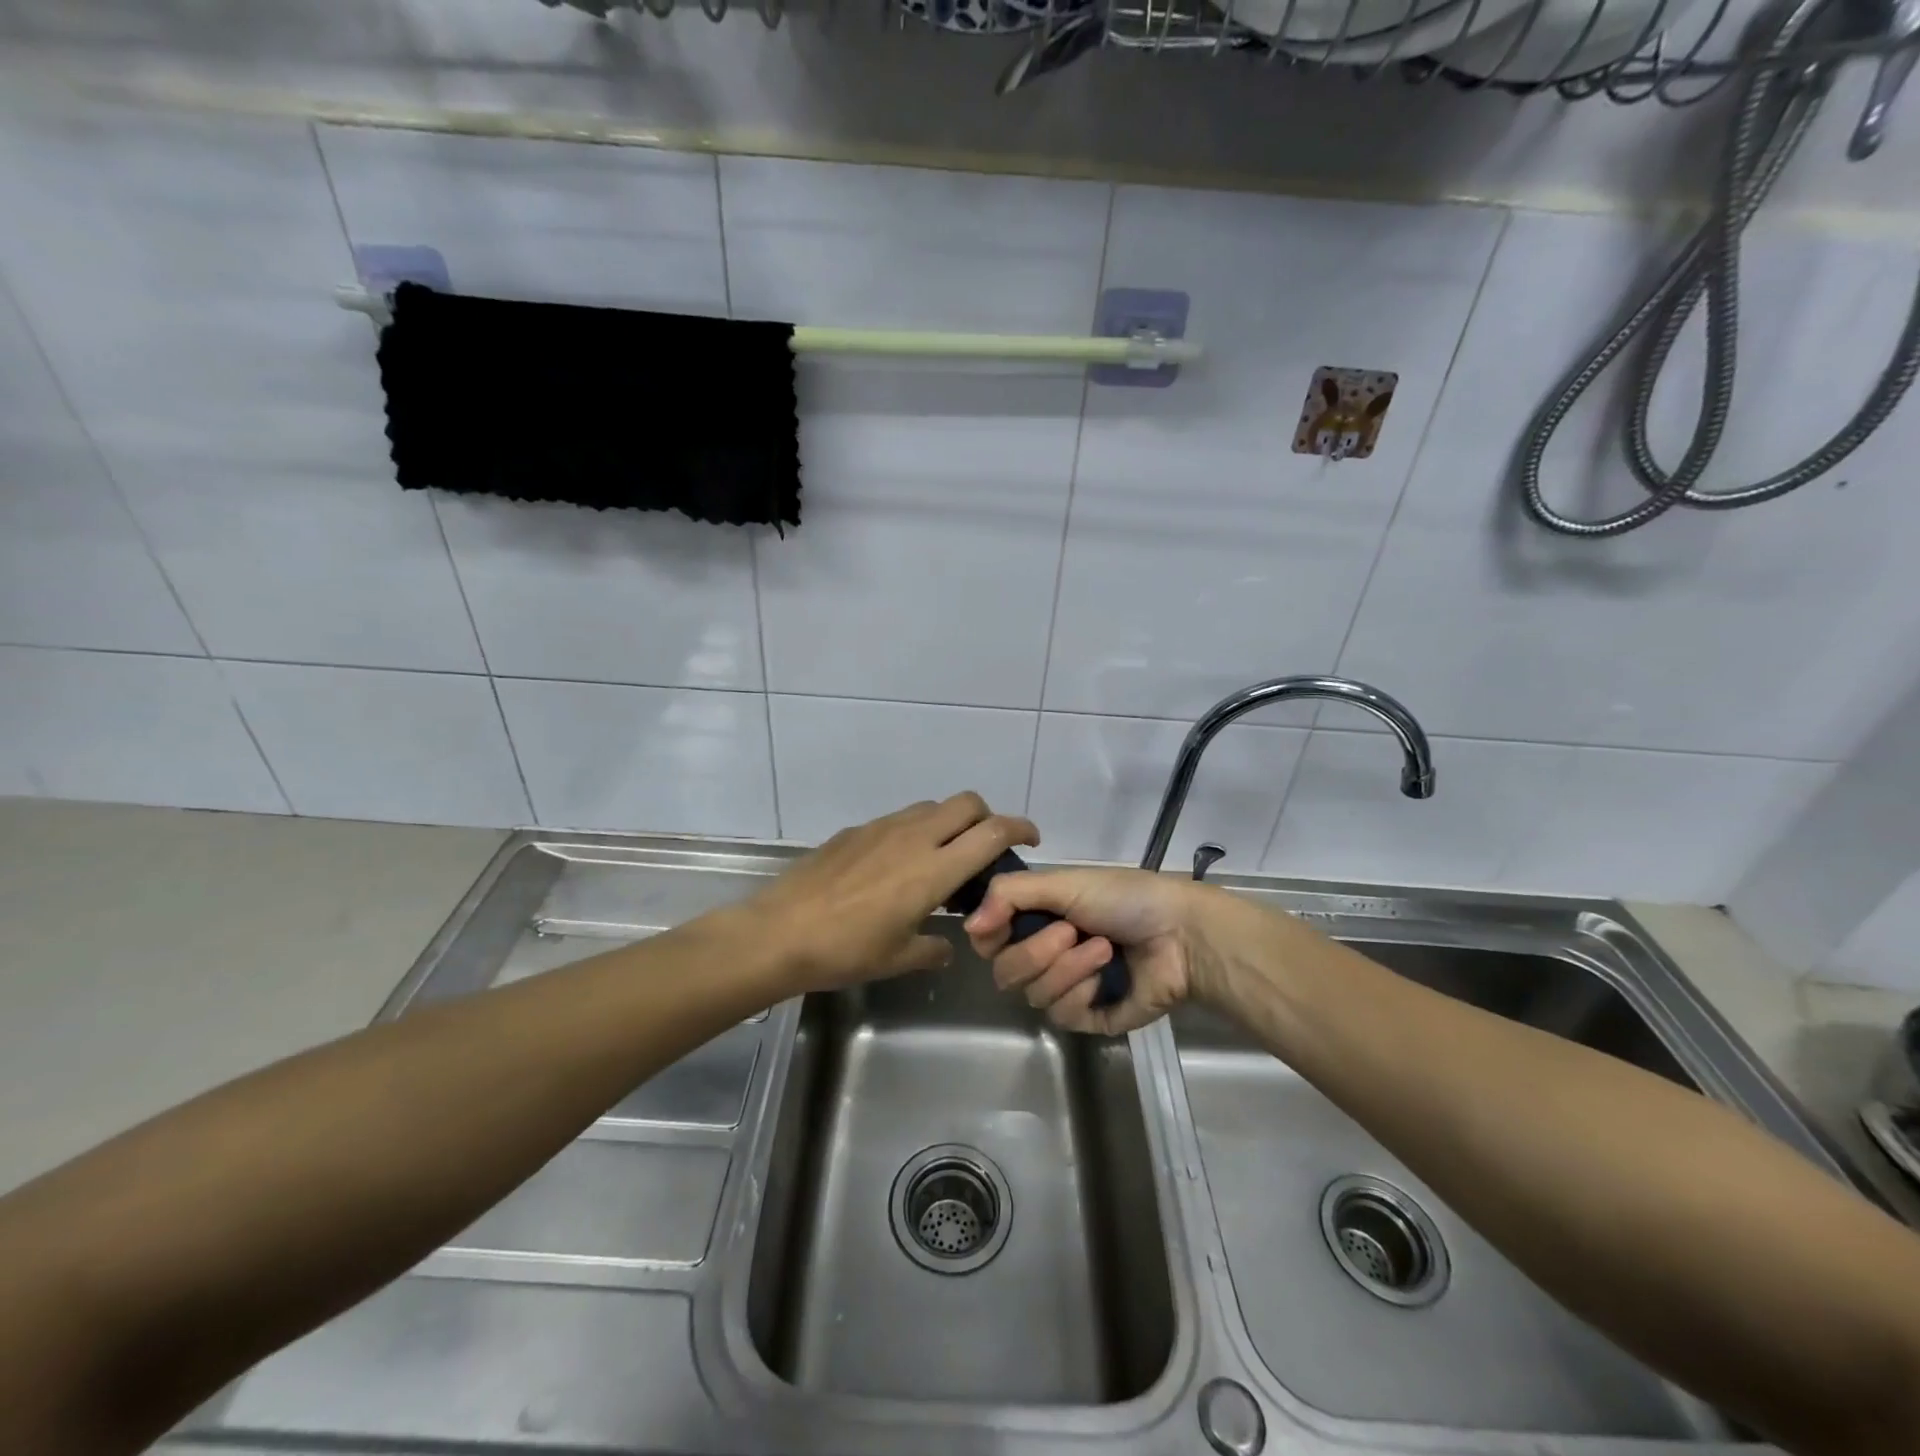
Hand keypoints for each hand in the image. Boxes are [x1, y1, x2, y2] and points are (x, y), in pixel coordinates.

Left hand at [741, 793, 1037, 994]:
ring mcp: (882, 828)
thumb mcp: (898, 957)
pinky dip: (913, 832)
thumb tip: (946, 946)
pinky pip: (898, 820)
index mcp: (934, 869)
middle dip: (987, 817)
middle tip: (985, 849)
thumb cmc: (846, 950)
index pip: (992, 832)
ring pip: (931, 807)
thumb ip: (932, 948)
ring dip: (948, 823)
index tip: (1030, 840)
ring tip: (940, 859)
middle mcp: (914, 837)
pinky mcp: (856, 830)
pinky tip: (894, 867)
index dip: (1020, 829)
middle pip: (967, 803)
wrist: (779, 932)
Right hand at [963, 867, 1226, 1034]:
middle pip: (1005, 972)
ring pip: (1033, 995)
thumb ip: (1009, 895)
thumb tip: (966, 926)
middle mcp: (1045, 954)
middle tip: (1072, 931)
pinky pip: (1062, 1016)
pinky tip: (1108, 978)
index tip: (1002, 924)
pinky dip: (1083, 993)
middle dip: (1038, 952)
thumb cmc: (1124, 898)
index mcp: (1036, 919)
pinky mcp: (1089, 1018)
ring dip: (1069, 968)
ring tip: (1104, 949)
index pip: (987, 940)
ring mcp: (1067, 988)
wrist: (1181, 935)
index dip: (990, 935)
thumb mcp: (1063, 882)